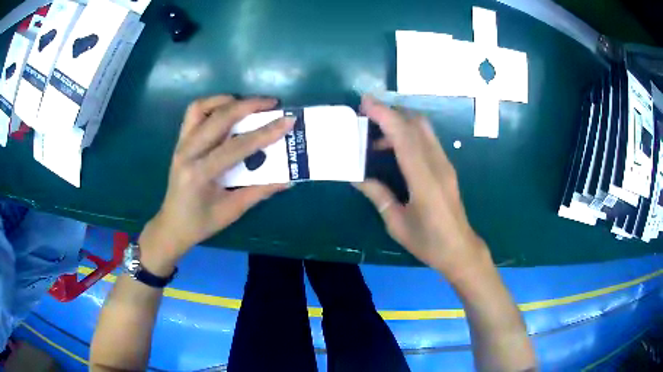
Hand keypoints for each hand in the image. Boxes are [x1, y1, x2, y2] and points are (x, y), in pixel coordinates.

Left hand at [139, 95, 294, 275]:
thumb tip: (289, 178)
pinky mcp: (180, 141)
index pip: (236, 146)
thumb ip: (260, 191)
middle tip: (272, 103)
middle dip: (248, 105)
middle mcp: (187, 153)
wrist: (172, 225)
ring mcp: (181, 144)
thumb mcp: (232, 210)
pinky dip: (212, 105)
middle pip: (219, 118)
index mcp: (200, 174)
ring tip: (247, 105)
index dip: (265, 132)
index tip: (288, 120)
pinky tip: (227, 111)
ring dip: (226, 100)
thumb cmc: (201, 223)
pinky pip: (194, 113)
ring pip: (201, 107)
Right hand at [355, 96, 488, 281]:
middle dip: (390, 112)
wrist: (460, 249)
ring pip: (423, 129)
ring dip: (399, 122)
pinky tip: (393, 149)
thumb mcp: (397, 223)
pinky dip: (408, 134)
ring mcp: (444, 164)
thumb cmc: (428, 242)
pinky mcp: (446, 167)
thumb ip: (378, 195)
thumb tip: (357, 176)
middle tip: (365, 114)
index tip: (365, 103)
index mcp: (424, 180)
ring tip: (374, 135)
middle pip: (417, 124)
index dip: (385, 116)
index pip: (405, 137)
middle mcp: (437, 165)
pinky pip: (426, 140)